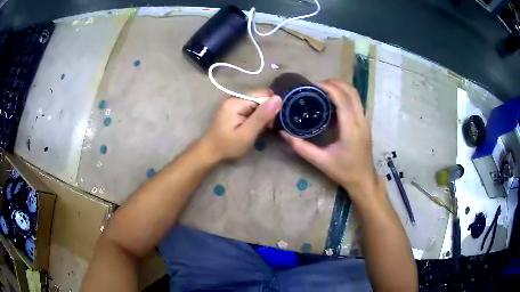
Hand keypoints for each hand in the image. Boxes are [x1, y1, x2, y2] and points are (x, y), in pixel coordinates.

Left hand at [202, 90, 281, 161]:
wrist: (210, 151)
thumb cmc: (228, 145)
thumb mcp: (247, 134)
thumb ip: (262, 116)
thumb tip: (278, 98)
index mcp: (236, 101)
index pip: (263, 95)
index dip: (271, 108)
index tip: (269, 124)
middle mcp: (234, 96)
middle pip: (260, 97)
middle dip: (267, 111)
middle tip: (264, 128)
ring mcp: (233, 100)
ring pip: (257, 102)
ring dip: (262, 114)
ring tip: (257, 129)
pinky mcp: (234, 106)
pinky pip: (251, 106)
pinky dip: (256, 115)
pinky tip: (253, 126)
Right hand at [280, 80, 378, 198]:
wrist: (364, 179)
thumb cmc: (344, 171)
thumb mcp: (320, 161)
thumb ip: (301, 147)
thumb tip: (283, 133)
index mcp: (351, 128)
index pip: (342, 98)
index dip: (329, 87)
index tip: (313, 85)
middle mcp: (361, 120)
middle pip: (351, 91)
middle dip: (334, 83)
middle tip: (316, 86)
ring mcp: (365, 120)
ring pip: (355, 94)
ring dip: (340, 87)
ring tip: (323, 90)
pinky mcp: (365, 122)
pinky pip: (356, 101)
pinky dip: (344, 95)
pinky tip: (332, 102)